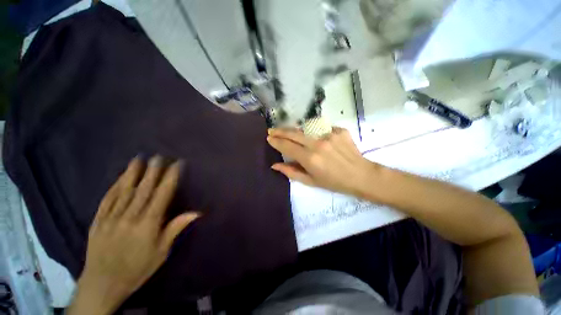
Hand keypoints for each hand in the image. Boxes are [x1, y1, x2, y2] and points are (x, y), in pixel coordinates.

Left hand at [67, 156, 198, 314]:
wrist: (103, 284)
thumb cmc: (138, 268)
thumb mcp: (162, 252)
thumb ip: (176, 228)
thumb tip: (196, 212)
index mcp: (148, 224)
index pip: (162, 194)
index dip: (170, 178)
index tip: (176, 165)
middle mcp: (130, 216)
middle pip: (143, 189)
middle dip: (153, 171)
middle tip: (158, 156)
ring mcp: (111, 217)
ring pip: (124, 190)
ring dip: (133, 173)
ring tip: (139, 159)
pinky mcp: (97, 221)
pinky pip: (107, 199)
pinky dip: (115, 186)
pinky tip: (120, 178)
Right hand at [267, 127, 378, 195]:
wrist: (361, 175)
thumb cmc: (334, 182)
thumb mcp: (310, 181)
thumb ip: (291, 172)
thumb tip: (275, 165)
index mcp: (310, 158)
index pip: (287, 146)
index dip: (276, 141)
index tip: (269, 138)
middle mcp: (317, 143)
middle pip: (293, 133)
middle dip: (280, 131)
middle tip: (272, 130)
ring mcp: (329, 134)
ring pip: (306, 129)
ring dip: (296, 131)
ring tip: (291, 134)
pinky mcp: (339, 130)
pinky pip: (321, 129)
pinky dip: (315, 133)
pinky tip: (317, 139)